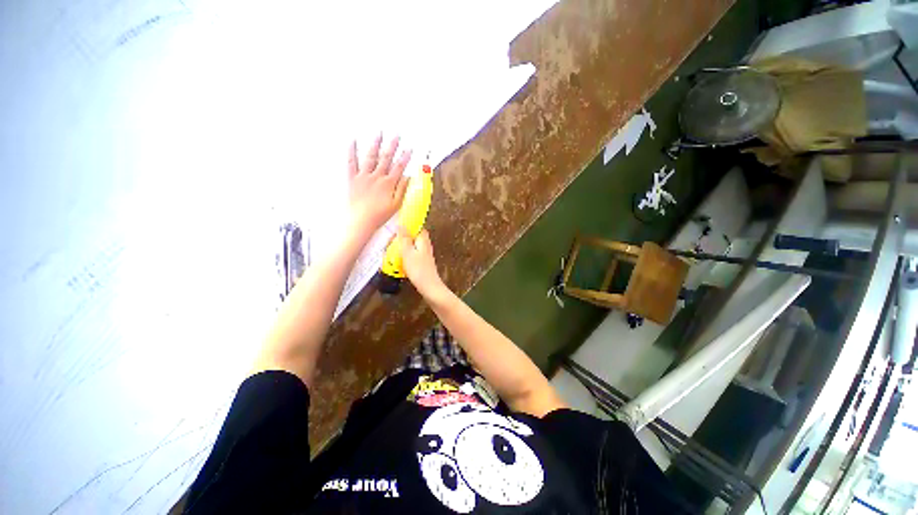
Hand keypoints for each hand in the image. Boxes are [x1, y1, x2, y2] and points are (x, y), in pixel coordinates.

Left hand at [347, 135, 411, 237]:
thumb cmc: (379, 215)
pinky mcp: (352, 179)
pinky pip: (351, 162)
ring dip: (375, 144)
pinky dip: (352, 151)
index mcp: (388, 183)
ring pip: (370, 156)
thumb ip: (402, 189)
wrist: (361, 221)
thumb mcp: (396, 204)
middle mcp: (376, 177)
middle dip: (392, 146)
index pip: (399, 167)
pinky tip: (353, 141)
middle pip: (386, 158)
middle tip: (396, 135)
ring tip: (379, 133)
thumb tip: (408, 177)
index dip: (405, 157)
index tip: (409, 148)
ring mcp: (363, 176)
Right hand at [397, 227, 445, 296]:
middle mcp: (426, 245)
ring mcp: (425, 254)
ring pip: (413, 246)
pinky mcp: (423, 262)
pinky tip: (399, 260)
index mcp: (423, 240)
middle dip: (403, 237)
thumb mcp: (407, 253)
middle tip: (392, 241)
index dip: (408, 226)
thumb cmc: (418, 269)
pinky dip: (406, 255)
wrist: (429, 287)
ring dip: (403, 247)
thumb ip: (404, 239)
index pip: (417, 227)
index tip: (396, 228)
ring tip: (392, 250)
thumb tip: (401, 225)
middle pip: (414, 236)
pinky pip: (413, 254)